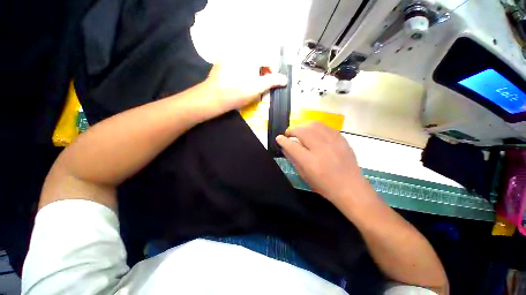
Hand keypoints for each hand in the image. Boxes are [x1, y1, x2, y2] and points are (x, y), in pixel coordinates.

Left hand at [203, 64, 287, 112]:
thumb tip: (285, 79)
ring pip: (247, 62)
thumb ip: (272, 81)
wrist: (214, 97)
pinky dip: (241, 71)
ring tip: (249, 84)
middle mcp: (240, 51)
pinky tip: (238, 81)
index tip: (271, 82)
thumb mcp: (258, 87)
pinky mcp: (221, 62)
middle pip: (257, 60)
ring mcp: (229, 56)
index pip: (267, 60)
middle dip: (261, 72)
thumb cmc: (238, 92)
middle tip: (260, 84)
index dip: (272, 71)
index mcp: (250, 56)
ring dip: (252, 72)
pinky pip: (236, 64)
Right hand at [276, 122, 366, 204]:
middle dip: (292, 130)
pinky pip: (325, 127)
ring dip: (303, 126)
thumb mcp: (305, 176)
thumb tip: (284, 148)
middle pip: (302, 131)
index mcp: (310, 162)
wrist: (351, 188)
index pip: (292, 146)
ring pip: (314, 125)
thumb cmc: (325, 186)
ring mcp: (333, 142)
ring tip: (300, 131)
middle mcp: (321, 149)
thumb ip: (293, 160)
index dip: (283, 140)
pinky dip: (316, 127)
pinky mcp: (341, 139)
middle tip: (289, 134)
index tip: (279, 138)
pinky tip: (314, 132)